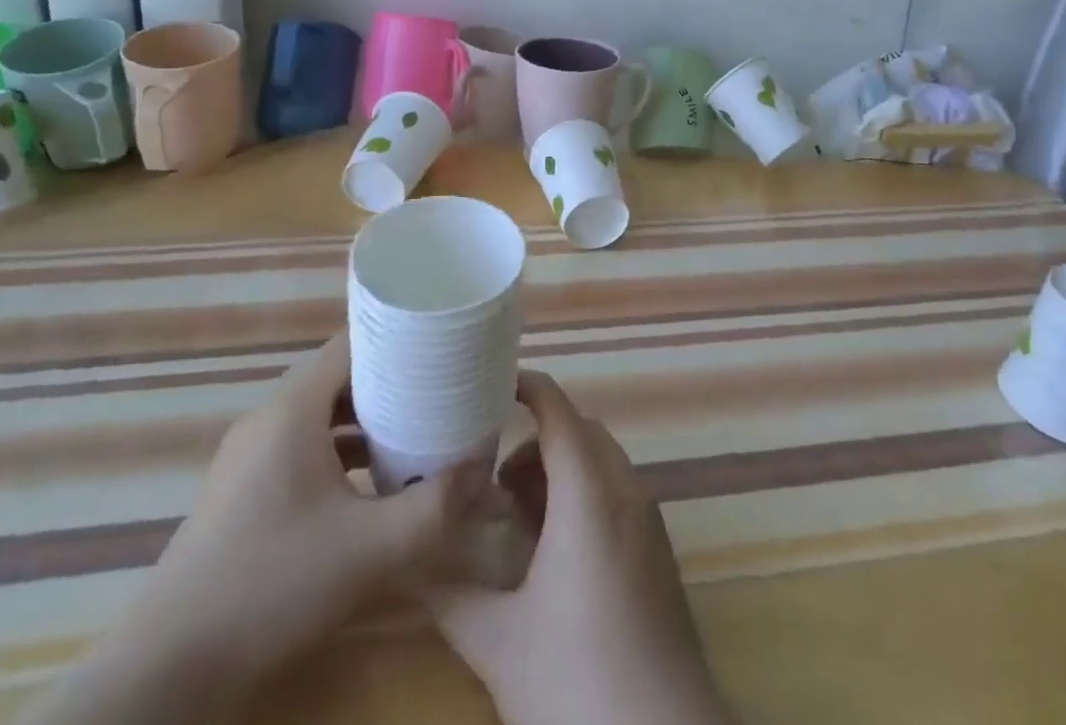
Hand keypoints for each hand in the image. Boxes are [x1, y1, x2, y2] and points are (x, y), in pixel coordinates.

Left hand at [21, 333, 481, 724]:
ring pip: (320, 417)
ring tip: (416, 433)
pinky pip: (302, 449)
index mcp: (292, 410)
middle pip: (340, 378)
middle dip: (391, 383)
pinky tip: (370, 485)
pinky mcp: (241, 492)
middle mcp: (268, 419)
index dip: (398, 338)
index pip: (351, 343)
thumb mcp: (370, 550)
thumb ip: (435, 506)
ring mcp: (249, 457)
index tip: (441, 345)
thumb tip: (485, 466)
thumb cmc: (272, 586)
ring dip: (366, 422)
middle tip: (440, 392)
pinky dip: (339, 453)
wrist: (167, 673)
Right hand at [427, 371, 732, 724]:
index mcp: (589, 492)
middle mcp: (625, 490)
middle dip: (535, 439)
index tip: (488, 385)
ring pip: (600, 463)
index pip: (557, 409)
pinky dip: (584, 495)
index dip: (525, 386)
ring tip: (516, 516)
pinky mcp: (658, 551)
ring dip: (560, 470)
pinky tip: (553, 551)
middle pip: (579, 432)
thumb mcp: (500, 643)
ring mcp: (648, 520)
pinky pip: (618, 493)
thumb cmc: (577, 681)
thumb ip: (449, 596)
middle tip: (492, 478)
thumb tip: (407, 563)